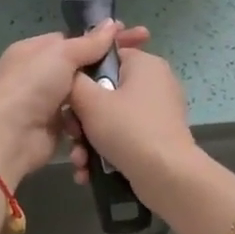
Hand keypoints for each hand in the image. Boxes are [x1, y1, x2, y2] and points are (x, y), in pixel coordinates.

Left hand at [0, 23, 151, 188]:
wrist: (9, 137)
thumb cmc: (32, 86)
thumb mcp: (61, 54)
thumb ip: (89, 42)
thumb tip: (112, 24)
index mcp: (35, 50)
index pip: (75, 39)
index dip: (105, 38)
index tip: (136, 36)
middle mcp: (39, 74)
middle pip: (82, 67)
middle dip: (108, 66)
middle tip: (143, 64)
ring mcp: (47, 102)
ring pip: (84, 95)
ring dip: (102, 96)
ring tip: (132, 93)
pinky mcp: (55, 128)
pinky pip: (80, 119)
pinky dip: (93, 119)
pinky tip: (114, 116)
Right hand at [66, 43, 196, 193]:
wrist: (167, 176)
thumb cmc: (127, 128)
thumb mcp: (89, 101)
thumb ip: (73, 81)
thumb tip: (70, 76)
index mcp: (145, 64)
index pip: (105, 57)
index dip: (82, 76)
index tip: (67, 98)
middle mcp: (155, 82)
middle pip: (105, 92)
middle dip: (81, 120)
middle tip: (72, 135)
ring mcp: (158, 112)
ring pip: (112, 119)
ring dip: (89, 141)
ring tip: (79, 161)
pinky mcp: (158, 138)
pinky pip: (125, 136)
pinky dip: (106, 151)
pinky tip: (88, 171)